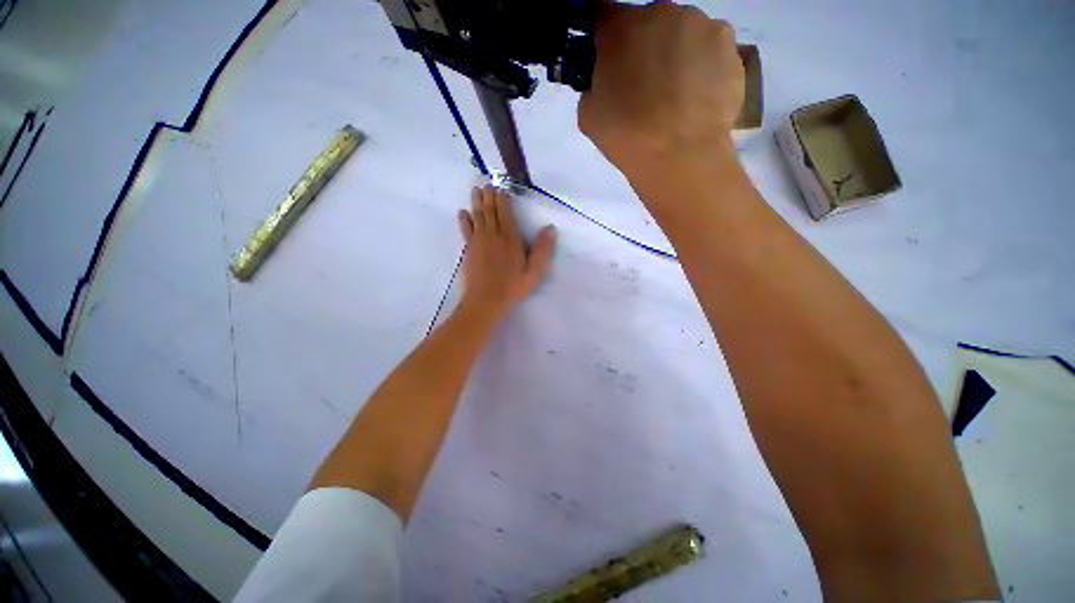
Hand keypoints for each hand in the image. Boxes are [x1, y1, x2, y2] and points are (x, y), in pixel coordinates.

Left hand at [457, 186, 556, 318]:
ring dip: (477, 202)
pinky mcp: (469, 249)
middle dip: (489, 196)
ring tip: (476, 190)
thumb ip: (543, 250)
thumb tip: (550, 228)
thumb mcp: (534, 271)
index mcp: (510, 238)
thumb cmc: (513, 286)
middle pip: (490, 211)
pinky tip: (462, 212)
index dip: (503, 200)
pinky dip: (464, 220)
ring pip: (478, 216)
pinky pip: (466, 230)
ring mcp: (479, 241)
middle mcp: (493, 235)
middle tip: (487, 184)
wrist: (486, 300)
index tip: (502, 188)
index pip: (506, 213)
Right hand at [579, 2, 742, 170]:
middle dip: (643, 46)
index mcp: (622, 27)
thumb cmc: (627, 136)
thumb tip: (603, 80)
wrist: (678, 156)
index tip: (606, 57)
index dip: (604, 38)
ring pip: (683, 33)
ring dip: (676, 53)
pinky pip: (710, 50)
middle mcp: (664, 12)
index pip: (605, 15)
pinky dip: (702, 67)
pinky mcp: (731, 48)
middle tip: (644, 84)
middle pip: (649, 22)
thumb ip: (592, 85)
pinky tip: (697, 97)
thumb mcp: (588, 115)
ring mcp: (703, 26)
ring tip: (675, 94)